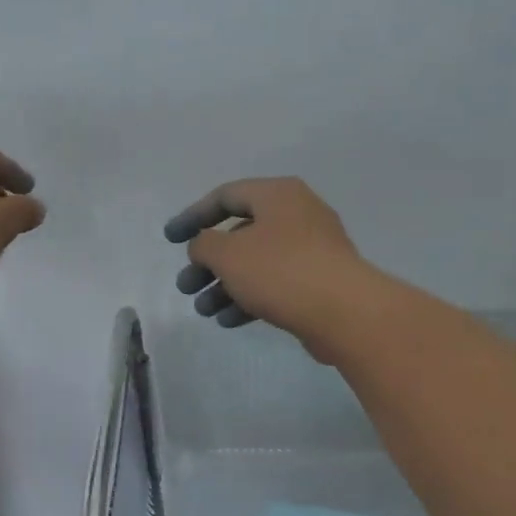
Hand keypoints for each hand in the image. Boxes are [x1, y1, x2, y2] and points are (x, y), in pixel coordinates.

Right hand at [163, 177, 372, 358]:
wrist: (345, 312)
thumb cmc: (280, 271)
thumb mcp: (227, 254)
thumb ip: (204, 244)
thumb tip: (204, 246)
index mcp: (277, 195)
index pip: (225, 196)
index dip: (192, 216)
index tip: (170, 239)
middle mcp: (297, 214)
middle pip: (239, 234)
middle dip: (207, 263)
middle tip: (185, 286)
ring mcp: (312, 249)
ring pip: (256, 263)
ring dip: (224, 286)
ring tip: (204, 311)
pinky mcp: (319, 281)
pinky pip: (275, 284)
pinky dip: (249, 298)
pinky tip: (229, 321)